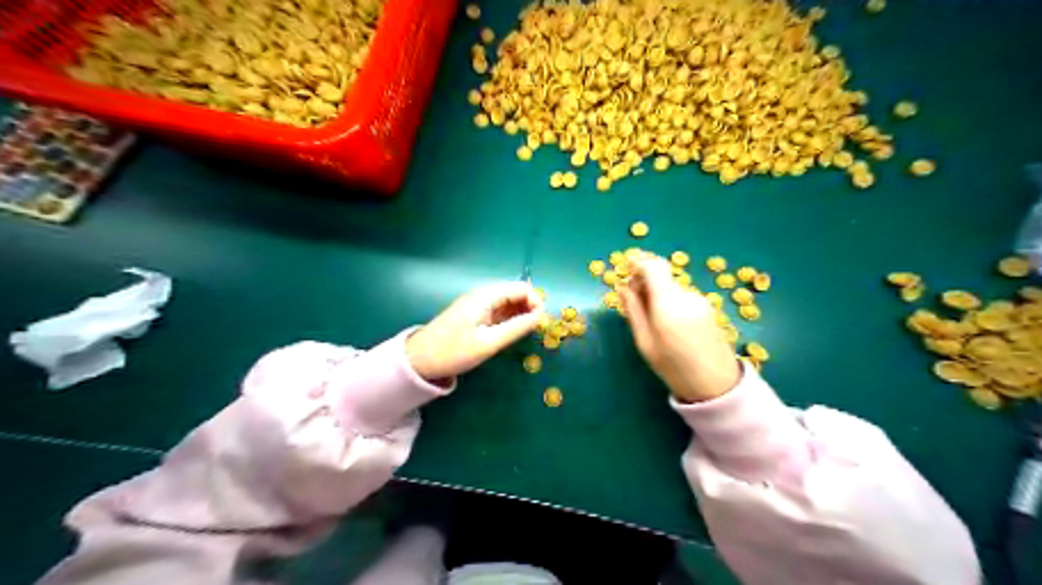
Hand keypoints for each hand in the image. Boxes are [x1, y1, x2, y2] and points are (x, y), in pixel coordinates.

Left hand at [406, 280, 546, 381]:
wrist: (419, 360)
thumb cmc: (453, 351)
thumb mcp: (488, 343)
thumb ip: (516, 328)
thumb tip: (540, 318)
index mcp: (486, 297)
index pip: (521, 288)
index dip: (536, 302)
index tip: (542, 323)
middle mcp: (483, 296)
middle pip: (516, 293)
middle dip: (531, 307)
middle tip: (537, 330)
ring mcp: (479, 305)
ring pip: (509, 302)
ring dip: (522, 314)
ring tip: (528, 333)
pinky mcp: (476, 316)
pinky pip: (500, 311)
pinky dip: (511, 319)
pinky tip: (515, 333)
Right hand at [618, 258, 739, 404]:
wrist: (715, 384)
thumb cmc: (673, 367)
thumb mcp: (645, 341)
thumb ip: (633, 310)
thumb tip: (622, 286)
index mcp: (668, 304)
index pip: (654, 266)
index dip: (638, 262)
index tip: (625, 269)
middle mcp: (686, 295)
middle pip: (661, 275)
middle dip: (644, 281)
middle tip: (631, 299)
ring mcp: (699, 299)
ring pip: (671, 286)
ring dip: (657, 292)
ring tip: (649, 317)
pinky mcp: (707, 305)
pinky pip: (681, 295)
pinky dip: (669, 299)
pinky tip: (667, 322)